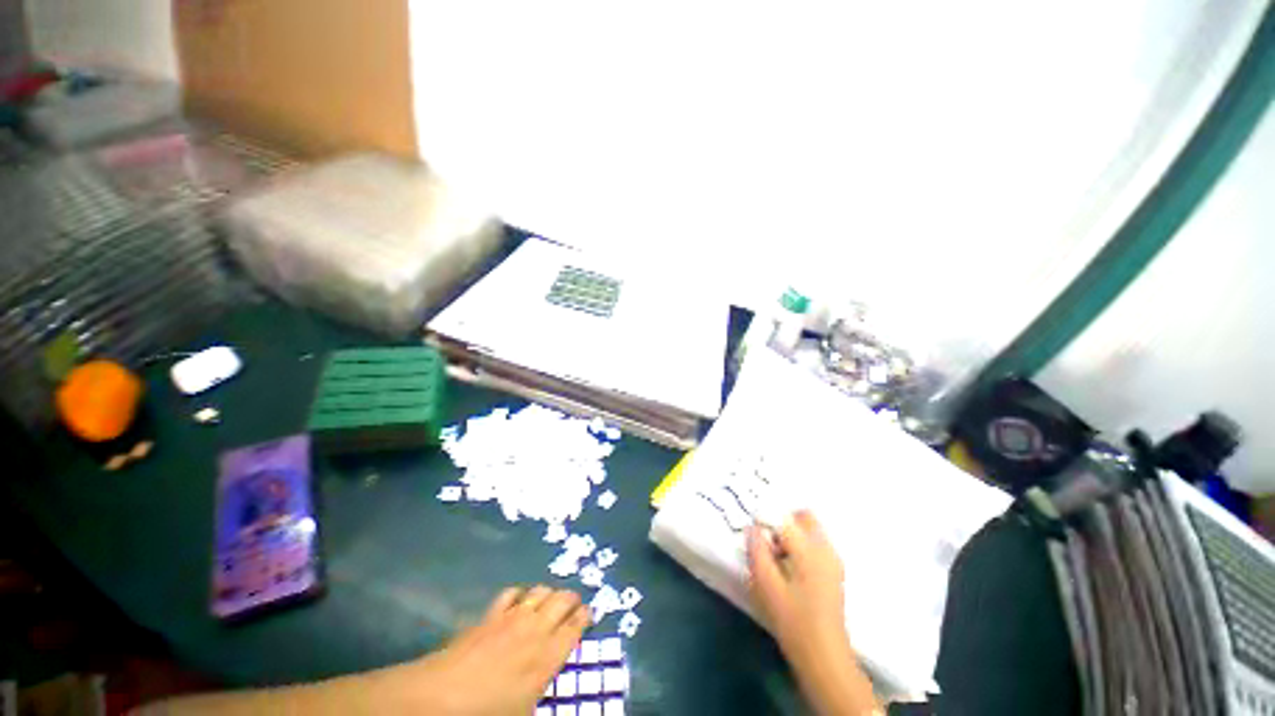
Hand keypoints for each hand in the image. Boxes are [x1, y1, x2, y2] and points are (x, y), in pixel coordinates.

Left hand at [411, 585, 589, 714]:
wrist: (443, 697)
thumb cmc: (488, 714)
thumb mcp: (524, 713)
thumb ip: (542, 694)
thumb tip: (548, 685)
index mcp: (548, 657)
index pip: (576, 626)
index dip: (586, 616)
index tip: (589, 614)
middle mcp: (536, 629)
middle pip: (563, 600)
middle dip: (572, 600)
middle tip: (574, 606)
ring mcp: (513, 617)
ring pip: (541, 591)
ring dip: (550, 593)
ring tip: (550, 601)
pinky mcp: (492, 613)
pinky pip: (513, 593)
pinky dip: (520, 594)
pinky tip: (519, 601)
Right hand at [747, 510, 848, 664]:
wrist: (824, 656)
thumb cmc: (793, 620)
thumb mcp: (766, 585)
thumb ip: (757, 551)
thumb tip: (752, 527)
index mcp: (809, 550)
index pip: (785, 518)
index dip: (766, 517)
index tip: (753, 527)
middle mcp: (825, 549)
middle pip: (805, 516)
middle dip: (783, 519)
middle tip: (766, 536)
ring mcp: (833, 561)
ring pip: (811, 529)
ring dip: (792, 532)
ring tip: (774, 553)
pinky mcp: (834, 572)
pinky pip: (816, 544)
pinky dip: (801, 544)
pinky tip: (788, 565)